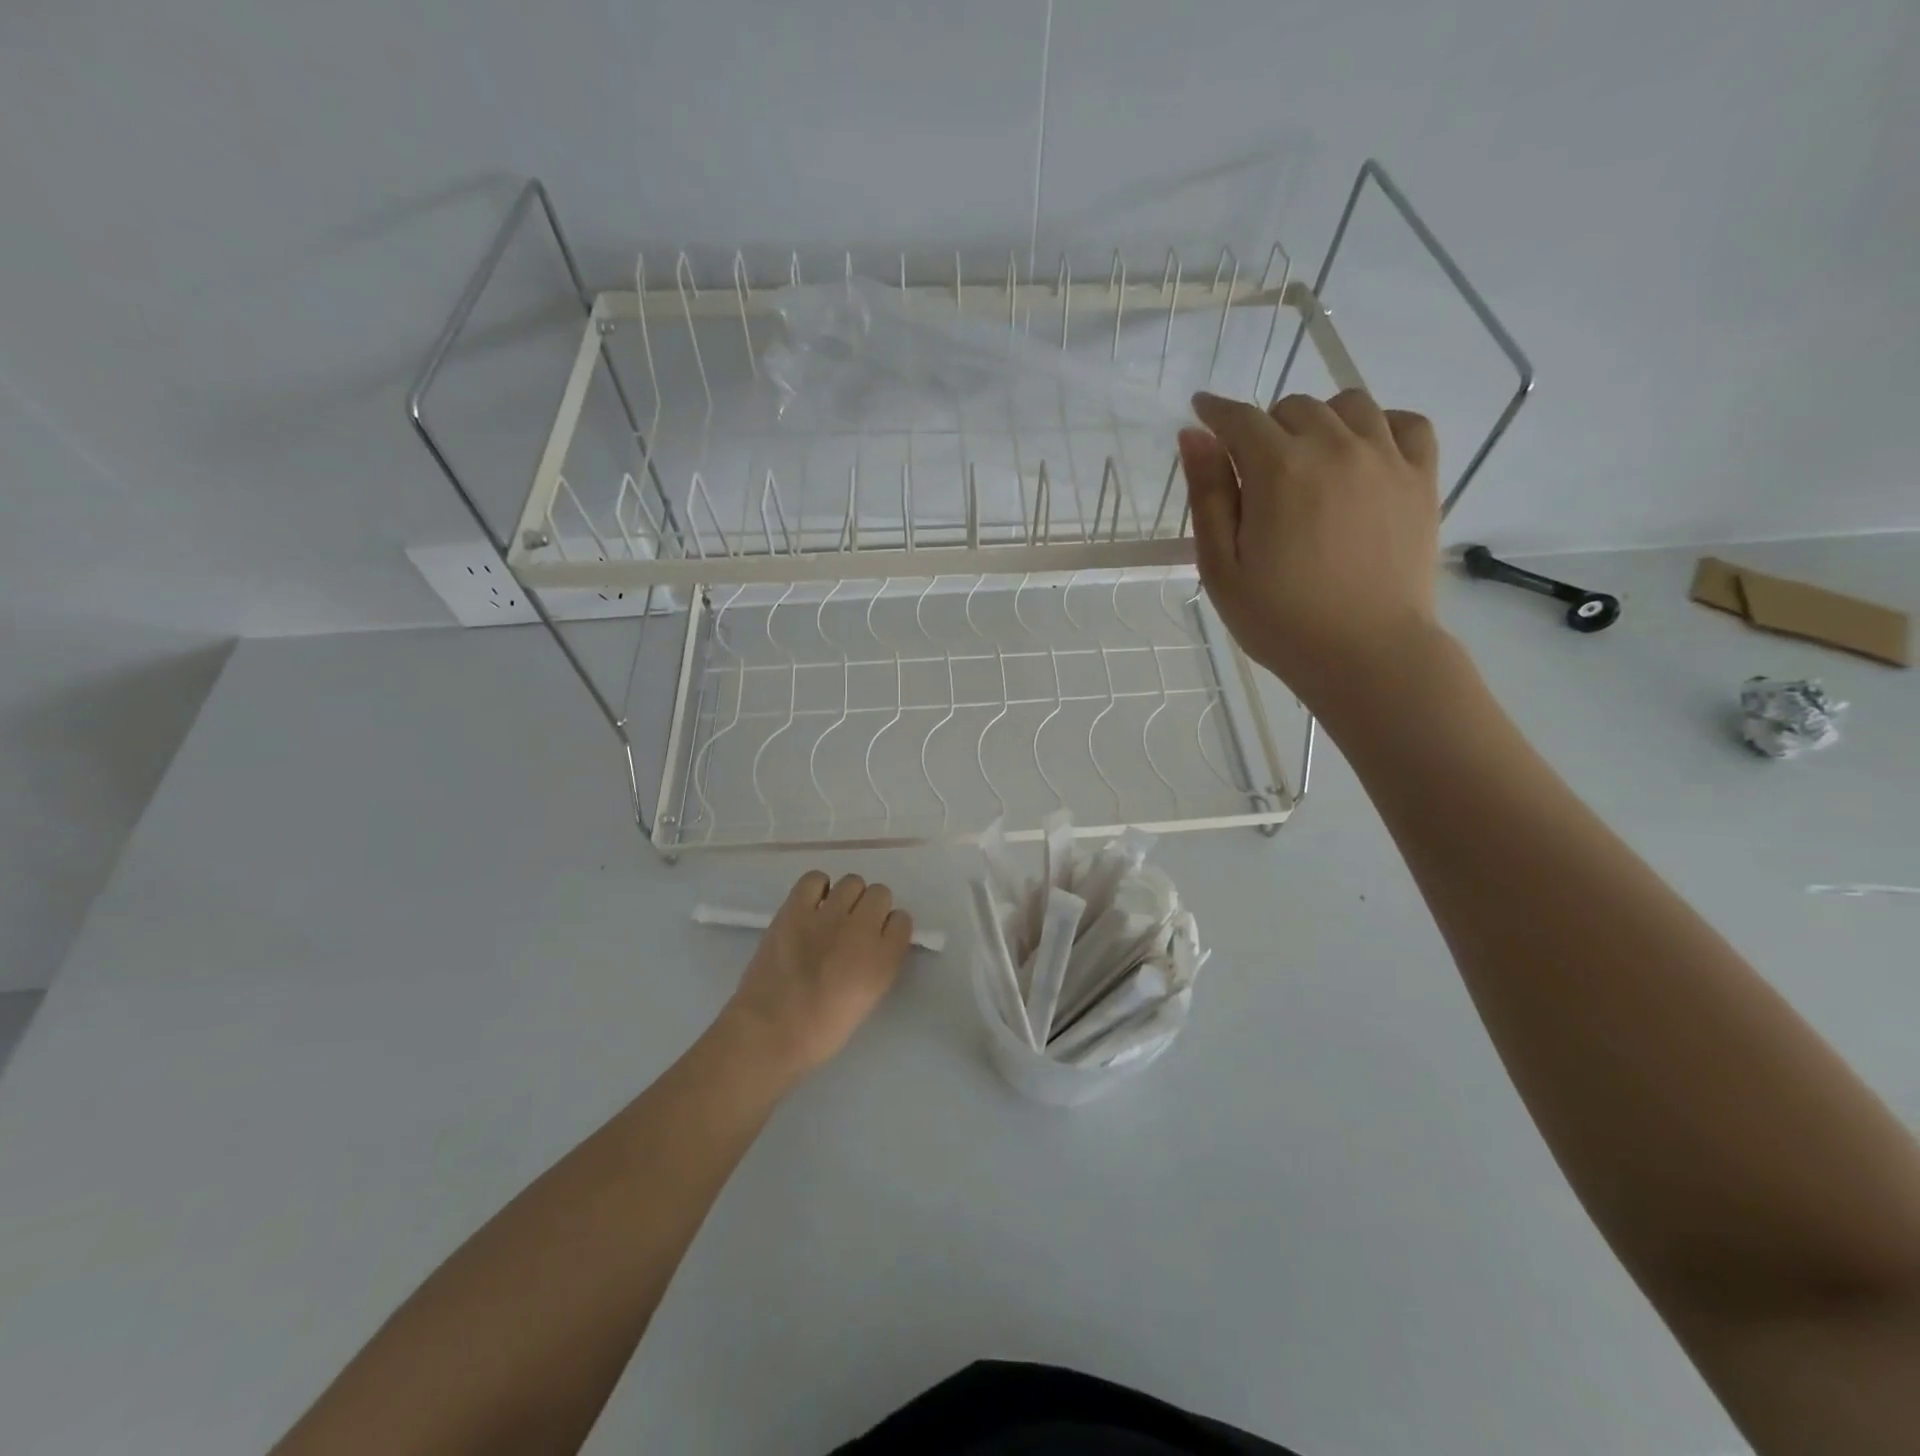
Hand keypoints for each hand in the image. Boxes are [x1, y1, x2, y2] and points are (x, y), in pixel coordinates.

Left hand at [719, 872, 912, 1079]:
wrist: (769, 1032)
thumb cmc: (821, 1030)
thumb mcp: (868, 999)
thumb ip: (878, 964)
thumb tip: (873, 943)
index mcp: (884, 959)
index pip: (902, 920)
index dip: (889, 928)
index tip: (878, 938)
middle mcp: (862, 929)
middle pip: (881, 894)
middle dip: (871, 908)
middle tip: (854, 926)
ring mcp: (828, 915)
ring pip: (853, 882)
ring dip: (848, 896)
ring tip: (832, 914)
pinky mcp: (796, 908)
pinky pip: (816, 878)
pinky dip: (817, 887)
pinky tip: (812, 904)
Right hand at [1179, 389, 1445, 712]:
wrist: (1366, 654)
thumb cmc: (1279, 620)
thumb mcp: (1221, 567)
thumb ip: (1208, 497)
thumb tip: (1194, 436)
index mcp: (1278, 470)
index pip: (1240, 419)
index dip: (1215, 412)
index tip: (1202, 412)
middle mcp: (1334, 447)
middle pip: (1293, 407)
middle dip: (1265, 428)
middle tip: (1254, 471)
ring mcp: (1385, 459)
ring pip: (1348, 405)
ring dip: (1319, 421)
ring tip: (1307, 460)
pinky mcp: (1421, 478)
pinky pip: (1406, 423)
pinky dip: (1378, 425)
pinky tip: (1362, 454)